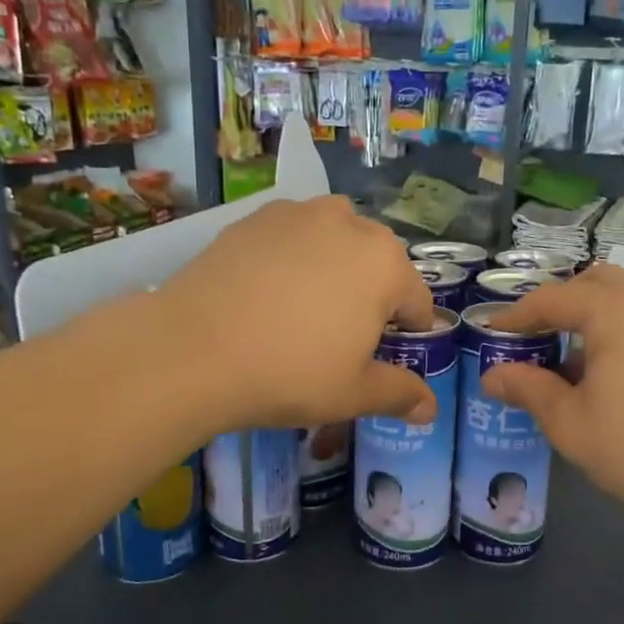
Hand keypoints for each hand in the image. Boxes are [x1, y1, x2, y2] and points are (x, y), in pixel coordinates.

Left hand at [157, 196, 436, 432]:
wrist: (193, 348)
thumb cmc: (289, 373)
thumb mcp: (352, 394)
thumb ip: (399, 394)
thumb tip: (430, 409)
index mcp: (386, 265)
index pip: (416, 302)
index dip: (406, 334)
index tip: (381, 356)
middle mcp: (349, 224)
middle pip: (377, 264)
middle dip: (370, 295)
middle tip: (339, 335)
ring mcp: (298, 214)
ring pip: (334, 241)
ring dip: (334, 267)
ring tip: (303, 307)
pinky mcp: (255, 217)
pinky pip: (292, 236)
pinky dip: (291, 257)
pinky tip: (265, 292)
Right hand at [481, 266, 623, 536]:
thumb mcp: (570, 423)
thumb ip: (528, 389)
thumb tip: (492, 375)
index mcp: (615, 309)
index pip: (552, 298)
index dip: (516, 316)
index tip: (490, 335)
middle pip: (593, 283)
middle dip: (558, 305)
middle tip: (533, 339)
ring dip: (593, 315)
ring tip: (571, 358)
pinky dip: (623, 328)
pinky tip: (614, 372)